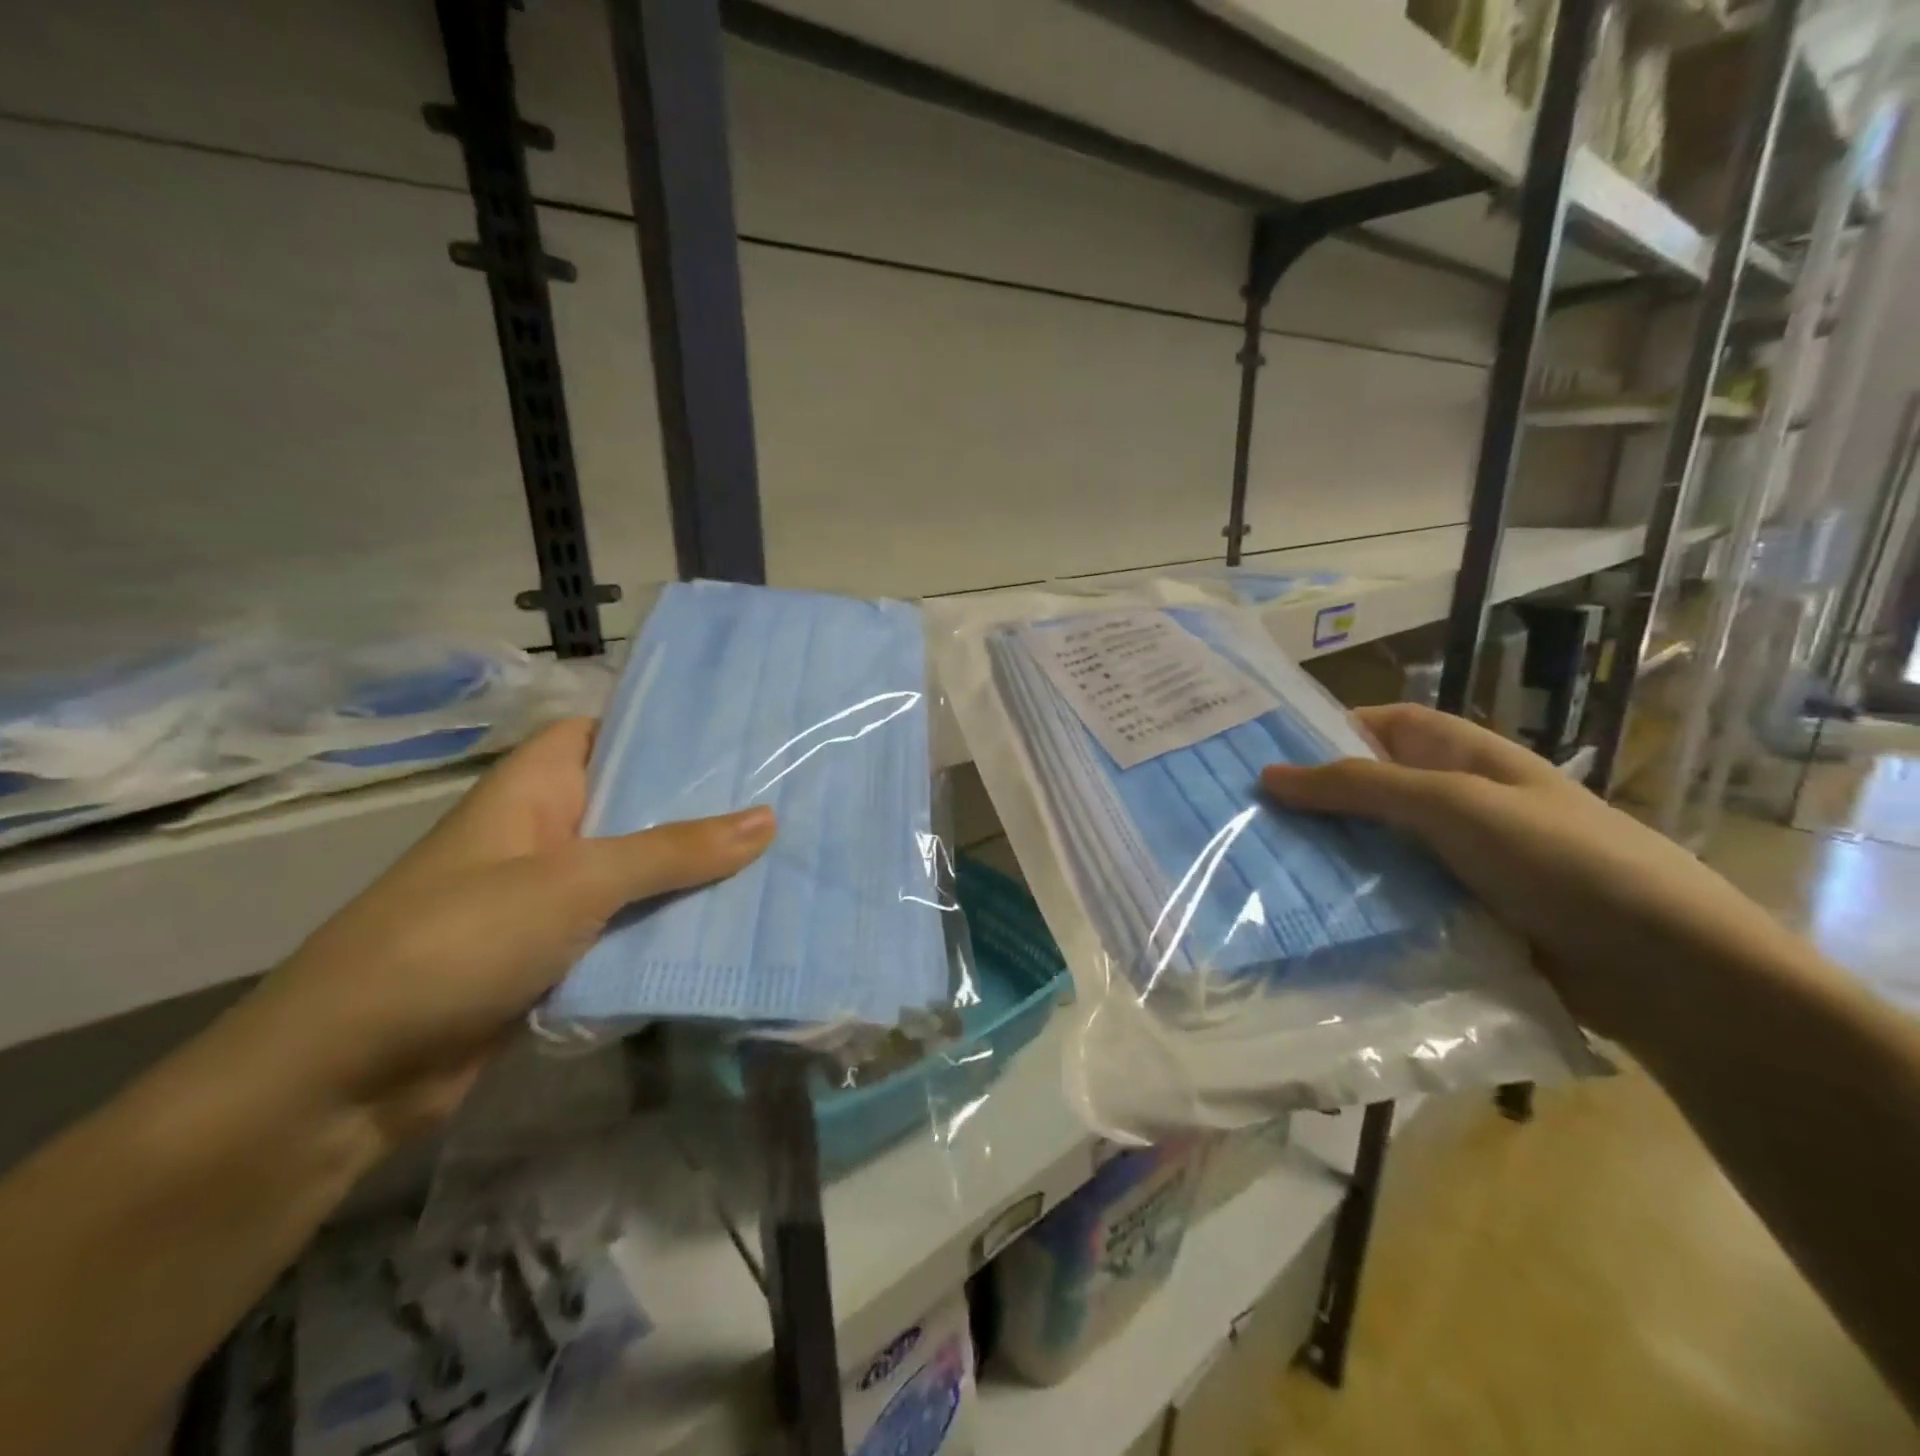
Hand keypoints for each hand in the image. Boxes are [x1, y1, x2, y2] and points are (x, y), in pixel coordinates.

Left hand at [237, 718, 774, 1139]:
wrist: (346, 1076)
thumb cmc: (458, 941)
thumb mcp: (576, 882)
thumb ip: (675, 851)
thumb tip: (768, 819)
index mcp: (534, 791)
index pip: (605, 733)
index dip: (664, 728)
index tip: (736, 731)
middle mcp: (545, 834)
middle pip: (633, 805)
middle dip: (701, 805)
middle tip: (781, 794)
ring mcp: (549, 898)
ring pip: (637, 871)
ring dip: (694, 872)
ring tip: (778, 855)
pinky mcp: (557, 955)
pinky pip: (628, 927)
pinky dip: (671, 926)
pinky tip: (733, 924)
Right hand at [1259, 703, 1790, 1049]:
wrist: (1672, 973)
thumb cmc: (1565, 862)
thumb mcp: (1456, 805)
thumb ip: (1361, 786)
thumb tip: (1268, 774)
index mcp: (1465, 759)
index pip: (1382, 725)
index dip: (1326, 730)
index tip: (1261, 753)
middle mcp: (1458, 804)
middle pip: (1370, 790)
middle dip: (1312, 800)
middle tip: (1240, 818)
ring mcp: (1460, 863)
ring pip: (1376, 848)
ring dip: (1327, 856)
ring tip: (1256, 868)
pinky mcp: (1460, 917)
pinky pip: (1392, 899)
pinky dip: (1355, 903)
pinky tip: (1308, 916)